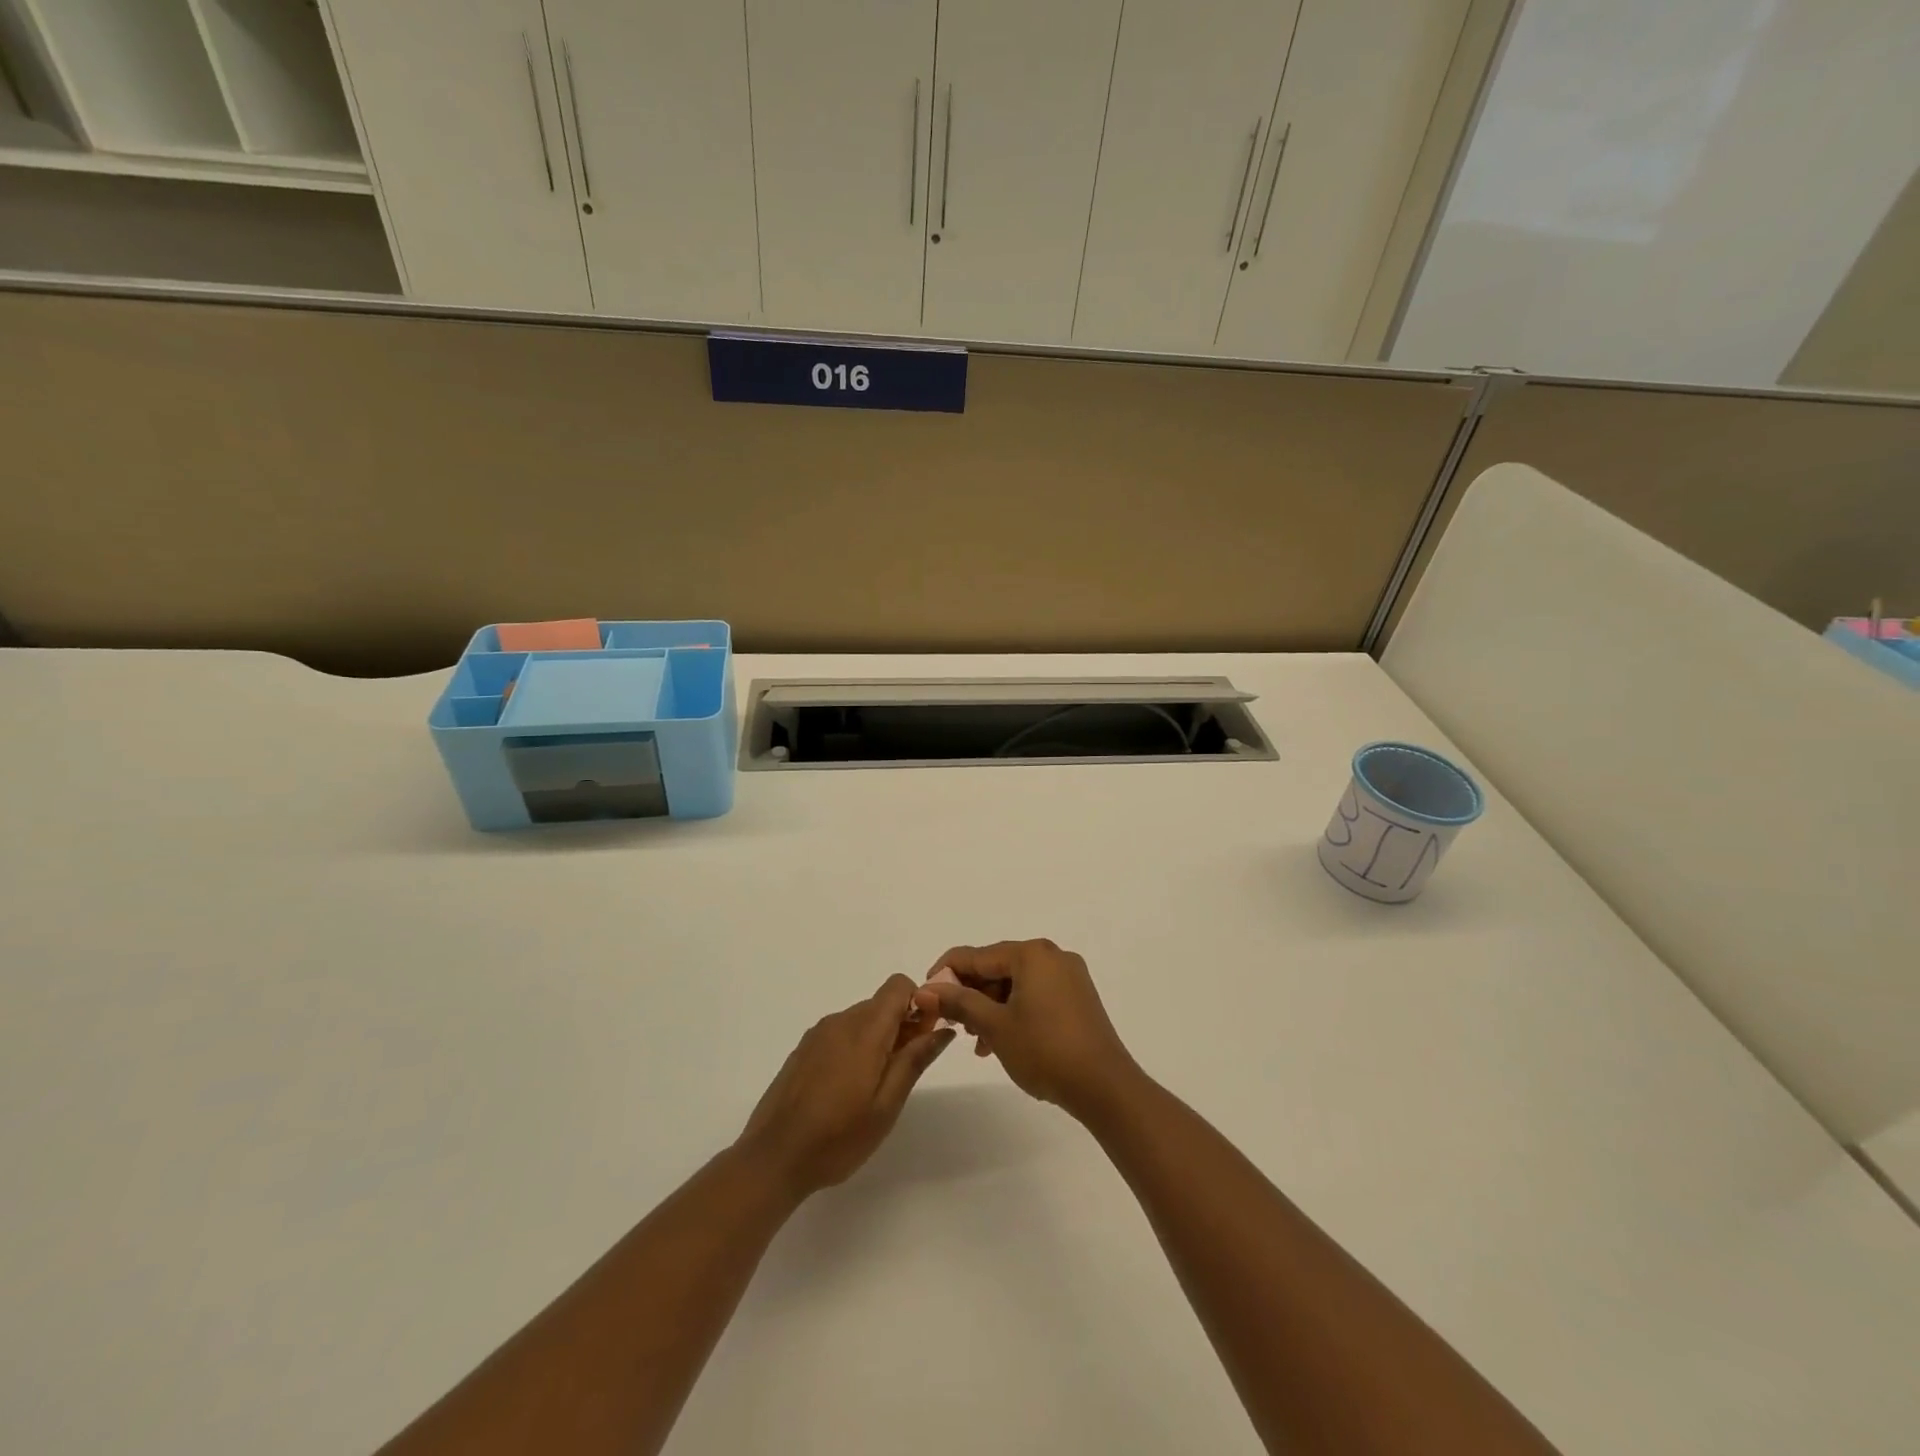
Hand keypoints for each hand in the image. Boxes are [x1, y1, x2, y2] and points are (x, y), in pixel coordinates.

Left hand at [736, 976, 953, 1198]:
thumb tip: (942, 1028)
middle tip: (905, 1070)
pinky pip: (840, 1033)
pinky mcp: (804, 1049)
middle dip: (902, 1025)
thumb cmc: (838, 1137)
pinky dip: (855, 1047)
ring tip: (876, 1086)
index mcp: (864, 1030)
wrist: (773, 1158)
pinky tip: (848, 1088)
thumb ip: (915, 1060)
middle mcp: (840, 1021)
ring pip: (861, 1019)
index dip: (918, 1003)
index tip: (923, 1037)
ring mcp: (818, 1034)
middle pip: (881, 1003)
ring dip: (878, 1038)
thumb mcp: (887, 1105)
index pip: (898, 985)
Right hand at [920, 940, 1139, 1121]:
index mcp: (1031, 954)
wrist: (1104, 1086)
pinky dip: (1014, 1012)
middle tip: (952, 1024)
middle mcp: (1051, 956)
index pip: (976, 955)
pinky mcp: (1078, 997)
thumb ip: (959, 1002)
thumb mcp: (995, 1026)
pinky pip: (1035, 994)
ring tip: (976, 1042)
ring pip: (1015, 984)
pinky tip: (1001, 1041)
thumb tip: (925, 989)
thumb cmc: (1044, 1050)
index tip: (924, 996)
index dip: (945, 973)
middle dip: (971, 995)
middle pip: (997, 968)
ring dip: (991, 1008)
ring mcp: (1069, 976)